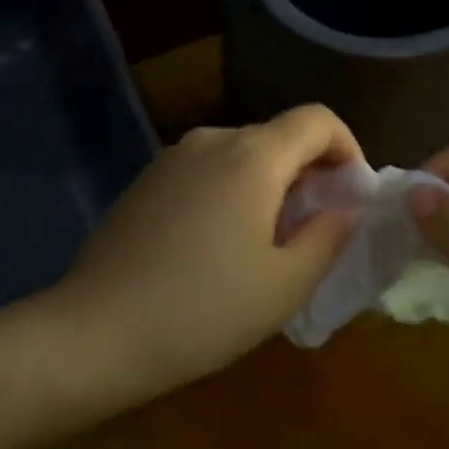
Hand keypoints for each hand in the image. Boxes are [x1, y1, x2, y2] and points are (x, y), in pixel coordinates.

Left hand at [51, 105, 365, 405]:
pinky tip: (217, 245)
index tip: (352, 194)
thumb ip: (329, 236)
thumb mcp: (284, 285)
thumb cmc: (203, 310)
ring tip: (267, 244)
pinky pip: (206, 169)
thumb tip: (350, 206)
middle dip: (309, 173)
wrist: (96, 329)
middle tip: (315, 231)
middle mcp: (213, 140)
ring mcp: (173, 156)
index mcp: (253, 155)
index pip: (316, 119)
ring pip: (241, 154)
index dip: (346, 147)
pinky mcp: (148, 179)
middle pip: (278, 136)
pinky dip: (231, 191)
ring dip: (268, 184)